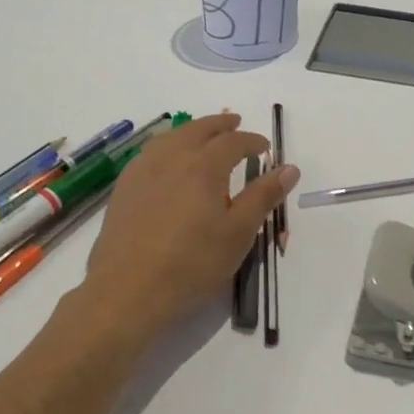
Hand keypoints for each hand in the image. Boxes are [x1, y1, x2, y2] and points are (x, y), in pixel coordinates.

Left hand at [78, 114, 297, 334]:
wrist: (128, 290)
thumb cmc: (192, 262)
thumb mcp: (239, 232)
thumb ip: (263, 196)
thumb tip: (289, 169)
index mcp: (204, 165)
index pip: (233, 142)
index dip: (252, 141)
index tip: (264, 147)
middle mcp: (172, 158)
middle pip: (199, 129)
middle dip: (221, 124)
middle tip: (235, 123)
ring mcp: (143, 170)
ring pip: (171, 137)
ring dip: (192, 131)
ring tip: (203, 135)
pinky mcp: (124, 188)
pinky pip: (150, 153)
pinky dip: (168, 146)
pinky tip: (168, 160)